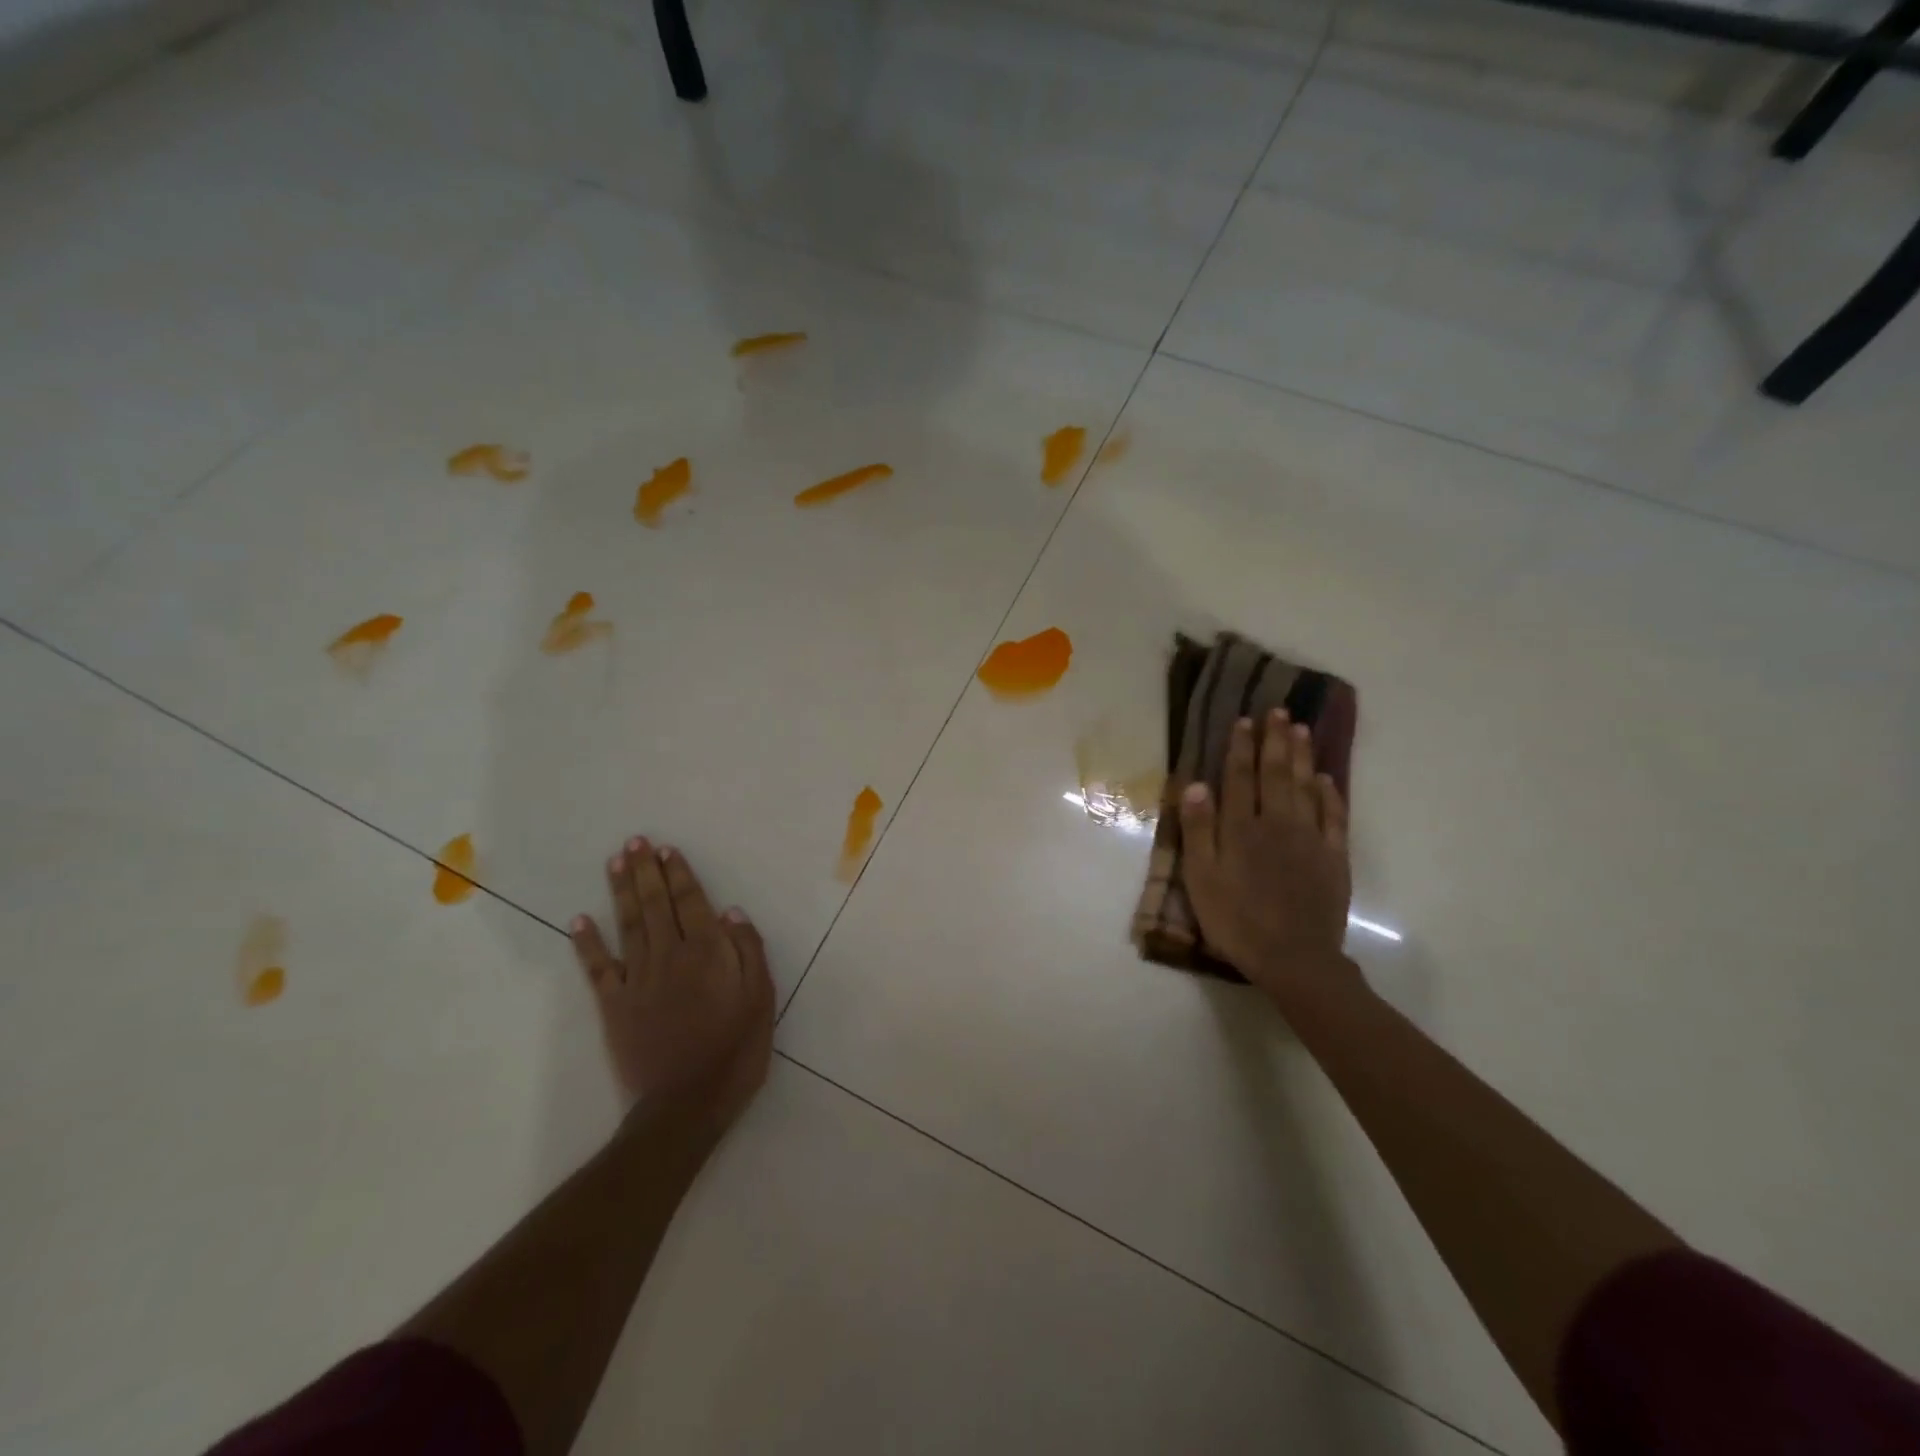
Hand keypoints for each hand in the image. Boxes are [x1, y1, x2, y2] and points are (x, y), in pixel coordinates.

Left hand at [570, 838, 773, 1137]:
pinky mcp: (614, 1006)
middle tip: (635, 841)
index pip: (692, 903)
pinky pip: (598, 969)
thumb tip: (731, 912)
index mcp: (708, 952)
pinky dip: (587, 944)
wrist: (686, 1105)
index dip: (679, 874)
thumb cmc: (735, 1050)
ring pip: (628, 925)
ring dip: (621, 891)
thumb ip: (749, 951)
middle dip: (646, 871)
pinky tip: (579, 920)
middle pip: (657, 905)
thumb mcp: (761, 999)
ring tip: (615, 862)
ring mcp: (638, 980)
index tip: (666, 850)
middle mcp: (670, 955)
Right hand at [1180, 709, 1355, 1002]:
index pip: (1240, 778)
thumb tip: (1196, 784)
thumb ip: (1199, 830)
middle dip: (1275, 740)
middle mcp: (1277, 823)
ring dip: (1302, 757)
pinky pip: (1334, 817)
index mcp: (1241, 828)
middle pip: (1276, 774)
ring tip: (1301, 730)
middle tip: (1278, 711)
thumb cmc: (1236, 920)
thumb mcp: (1202, 878)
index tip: (1243, 721)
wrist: (1293, 958)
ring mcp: (1310, 839)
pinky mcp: (1334, 858)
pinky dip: (1330, 794)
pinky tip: (1327, 778)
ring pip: (1306, 787)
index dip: (1240, 748)